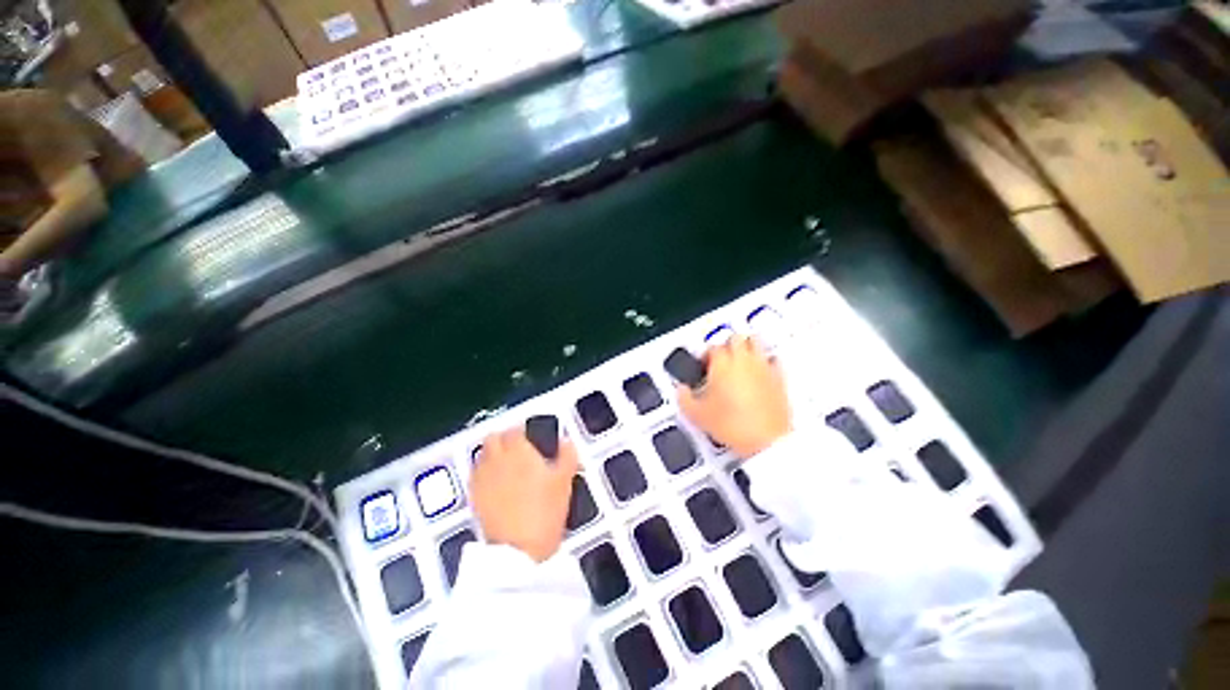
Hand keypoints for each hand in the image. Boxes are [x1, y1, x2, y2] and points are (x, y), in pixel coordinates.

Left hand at [470, 425, 578, 562]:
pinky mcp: (474, 497)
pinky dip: (483, 471)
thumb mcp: (564, 481)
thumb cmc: (545, 511)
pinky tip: (493, 480)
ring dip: (492, 452)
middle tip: (515, 445)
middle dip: (503, 437)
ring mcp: (483, 478)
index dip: (520, 430)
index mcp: (519, 452)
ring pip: (482, 454)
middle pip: (493, 437)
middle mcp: (497, 460)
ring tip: (504, 461)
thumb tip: (567, 440)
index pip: (514, 430)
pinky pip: (475, 474)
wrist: (519, 550)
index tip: (527, 434)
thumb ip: (567, 455)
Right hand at [677, 335, 790, 458]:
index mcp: (722, 364)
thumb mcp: (697, 415)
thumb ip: (684, 398)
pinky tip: (760, 370)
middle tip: (721, 357)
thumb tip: (681, 391)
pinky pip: (773, 359)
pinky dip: (766, 360)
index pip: (712, 347)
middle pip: (735, 338)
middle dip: (727, 344)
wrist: (766, 441)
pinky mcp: (779, 378)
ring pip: (755, 342)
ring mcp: (763, 367)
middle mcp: (743, 360)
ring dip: (746, 346)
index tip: (703, 365)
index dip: (706, 355)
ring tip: (739, 358)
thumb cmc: (733, 425)